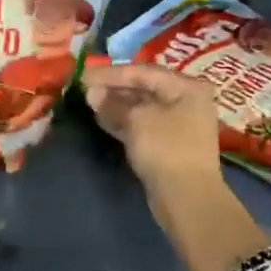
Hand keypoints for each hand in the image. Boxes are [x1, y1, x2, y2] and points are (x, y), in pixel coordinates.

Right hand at [84, 62, 222, 191]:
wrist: (187, 199)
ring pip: (141, 108)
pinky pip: (142, 125)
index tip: (83, 74)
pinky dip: (123, 121)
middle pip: (143, 88)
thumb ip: (112, 103)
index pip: (142, 72)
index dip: (110, 73)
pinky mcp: (168, 144)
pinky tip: (101, 119)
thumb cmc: (166, 149)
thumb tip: (92, 92)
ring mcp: (178, 124)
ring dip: (115, 105)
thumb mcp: (136, 120)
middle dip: (113, 88)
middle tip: (84, 88)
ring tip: (89, 102)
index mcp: (186, 87)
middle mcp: (186, 101)